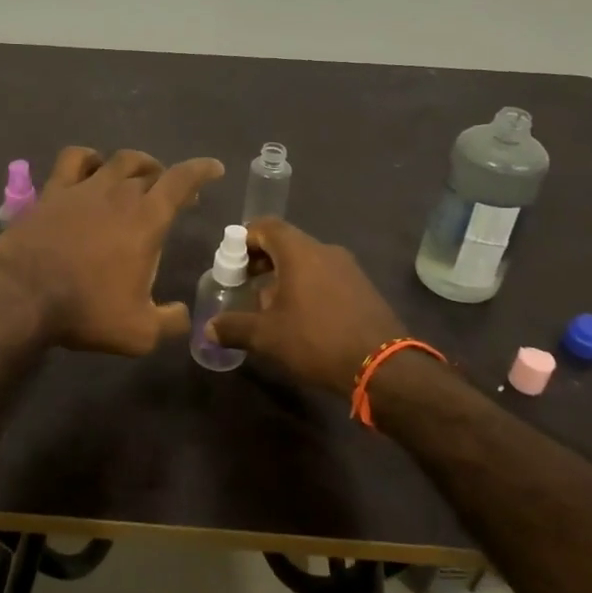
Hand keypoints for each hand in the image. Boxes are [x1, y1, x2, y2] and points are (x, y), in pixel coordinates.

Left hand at [0, 146, 224, 354]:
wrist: (22, 297)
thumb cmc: (86, 310)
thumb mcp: (139, 331)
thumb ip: (169, 321)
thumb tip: (183, 316)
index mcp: (147, 219)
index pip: (181, 180)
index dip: (201, 170)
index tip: (214, 169)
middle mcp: (119, 193)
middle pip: (151, 171)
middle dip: (168, 178)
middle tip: (174, 193)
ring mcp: (83, 188)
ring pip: (117, 160)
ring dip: (135, 164)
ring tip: (139, 175)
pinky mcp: (52, 192)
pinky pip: (74, 160)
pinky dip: (89, 158)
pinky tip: (91, 167)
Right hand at [207, 218, 406, 392]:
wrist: (382, 366)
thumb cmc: (316, 340)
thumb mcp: (267, 337)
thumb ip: (234, 327)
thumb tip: (209, 329)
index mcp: (299, 252)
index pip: (266, 226)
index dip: (245, 238)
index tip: (231, 259)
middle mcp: (325, 251)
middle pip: (286, 243)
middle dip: (262, 260)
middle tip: (245, 282)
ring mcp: (348, 268)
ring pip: (307, 260)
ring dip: (285, 275)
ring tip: (270, 305)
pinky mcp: (363, 287)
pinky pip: (326, 276)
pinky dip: (307, 286)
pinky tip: (301, 316)